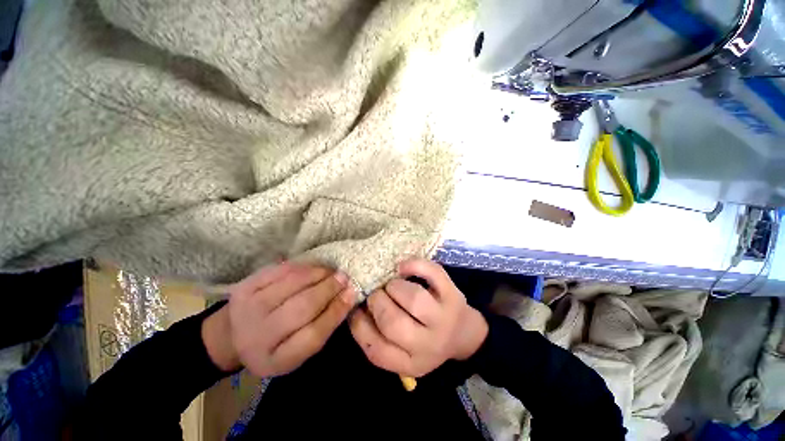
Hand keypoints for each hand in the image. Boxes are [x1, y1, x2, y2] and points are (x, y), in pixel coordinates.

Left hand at [202, 263, 356, 375]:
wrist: (232, 336)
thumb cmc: (274, 345)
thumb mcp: (297, 351)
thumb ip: (321, 328)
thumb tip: (346, 296)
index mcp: (276, 360)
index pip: (313, 336)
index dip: (336, 312)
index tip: (352, 293)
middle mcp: (259, 336)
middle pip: (302, 308)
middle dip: (328, 289)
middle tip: (344, 277)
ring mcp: (248, 308)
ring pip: (292, 285)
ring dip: (317, 274)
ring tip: (330, 271)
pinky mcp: (244, 287)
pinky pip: (279, 271)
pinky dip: (301, 267)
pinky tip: (313, 268)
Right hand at [349, 258, 487, 377]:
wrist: (462, 333)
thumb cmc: (425, 339)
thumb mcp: (403, 351)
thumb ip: (380, 334)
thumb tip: (357, 305)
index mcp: (410, 363)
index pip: (375, 350)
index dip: (359, 324)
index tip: (357, 308)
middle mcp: (427, 345)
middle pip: (393, 322)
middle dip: (377, 301)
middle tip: (377, 293)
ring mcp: (443, 318)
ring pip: (414, 298)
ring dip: (394, 286)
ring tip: (392, 285)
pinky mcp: (453, 295)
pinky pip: (433, 274)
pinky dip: (415, 265)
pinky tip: (403, 267)